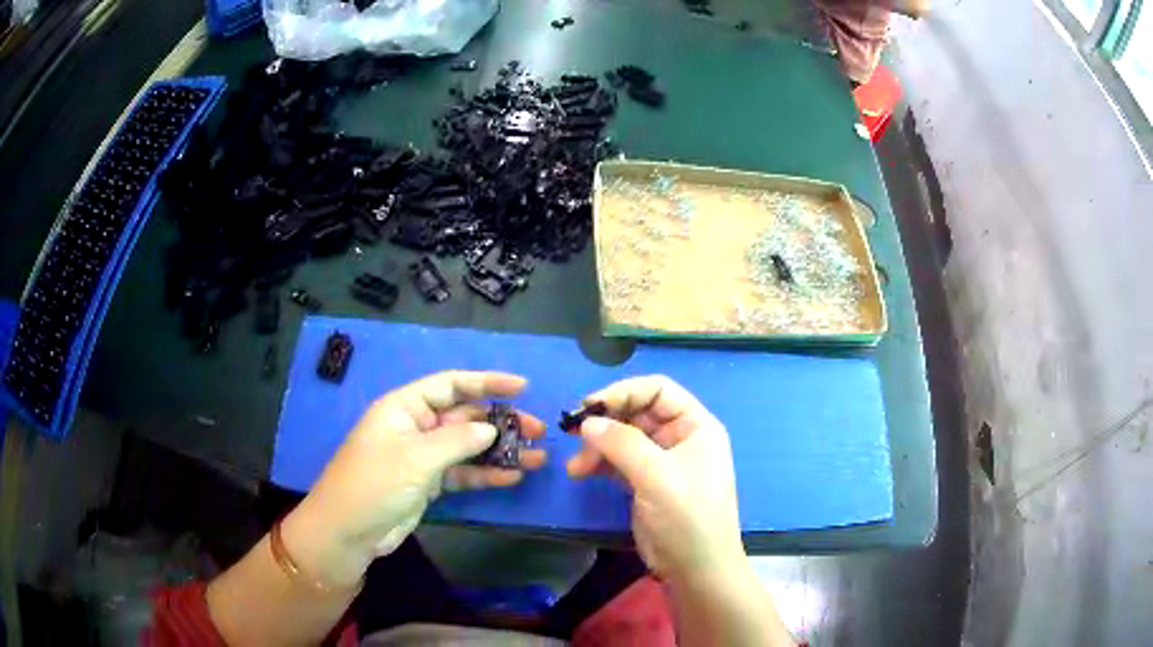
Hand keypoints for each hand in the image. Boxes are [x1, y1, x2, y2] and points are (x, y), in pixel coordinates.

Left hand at [283, 371, 544, 587]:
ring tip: (536, 456)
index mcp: (405, 407)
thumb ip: (457, 440)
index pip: (450, 384)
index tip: (522, 387)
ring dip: (499, 451)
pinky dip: (485, 474)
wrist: (348, 532)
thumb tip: (490, 428)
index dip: (486, 382)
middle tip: (538, 429)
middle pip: (464, 416)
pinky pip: (462, 473)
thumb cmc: (375, 483)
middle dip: (501, 421)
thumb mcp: (416, 458)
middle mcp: (415, 426)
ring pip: (467, 447)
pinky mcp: (427, 483)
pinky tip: (512, 477)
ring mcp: (422, 456)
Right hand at [567, 376, 744, 584]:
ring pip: (623, 438)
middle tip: (574, 435)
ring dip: (597, 446)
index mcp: (695, 426)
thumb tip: (587, 422)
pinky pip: (618, 462)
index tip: (590, 407)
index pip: (658, 390)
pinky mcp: (645, 483)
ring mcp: (661, 461)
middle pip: (637, 413)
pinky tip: (580, 473)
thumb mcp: (657, 476)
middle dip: (605, 423)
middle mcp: (679, 437)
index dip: (624, 392)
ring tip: (576, 468)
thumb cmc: (687, 517)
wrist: (695, 569)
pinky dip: (599, 464)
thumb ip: (622, 444)